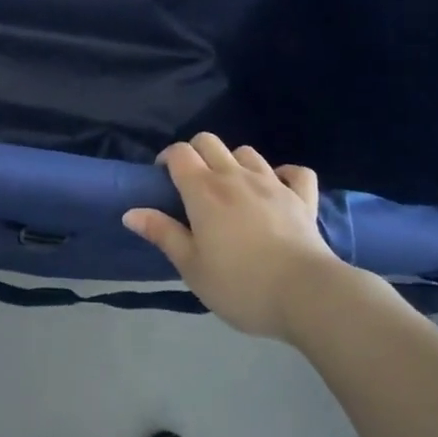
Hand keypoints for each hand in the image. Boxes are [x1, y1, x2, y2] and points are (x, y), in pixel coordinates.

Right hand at [124, 133, 341, 339]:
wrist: (306, 294)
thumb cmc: (240, 284)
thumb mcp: (192, 267)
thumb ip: (163, 234)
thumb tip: (130, 212)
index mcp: (204, 190)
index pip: (179, 152)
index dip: (167, 158)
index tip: (163, 179)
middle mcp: (235, 176)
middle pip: (209, 142)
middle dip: (196, 153)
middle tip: (193, 183)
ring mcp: (272, 183)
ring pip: (247, 152)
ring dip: (234, 162)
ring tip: (232, 188)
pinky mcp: (302, 198)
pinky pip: (296, 172)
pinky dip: (285, 174)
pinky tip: (279, 187)